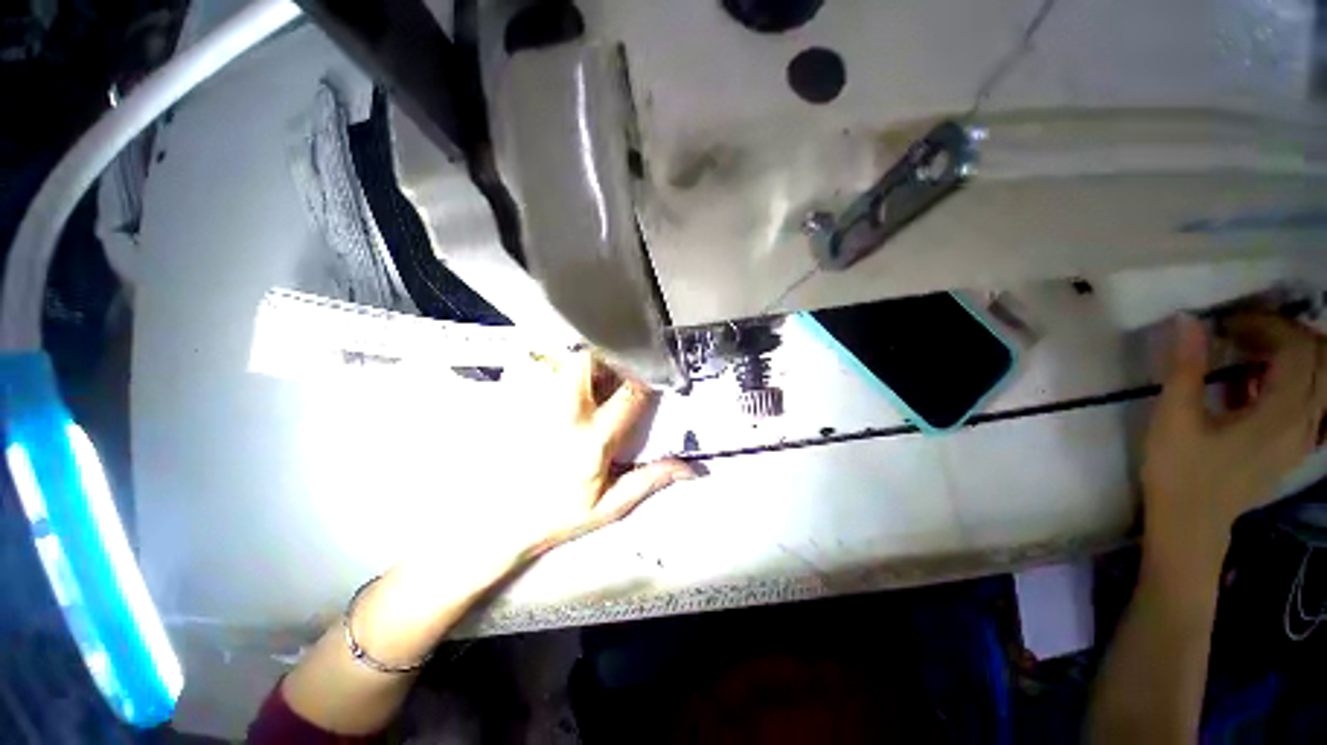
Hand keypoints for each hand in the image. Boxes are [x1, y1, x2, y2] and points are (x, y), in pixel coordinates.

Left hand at [521, 352, 696, 554]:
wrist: (495, 521)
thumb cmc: (557, 515)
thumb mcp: (609, 506)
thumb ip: (650, 480)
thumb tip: (690, 470)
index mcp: (594, 438)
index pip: (630, 393)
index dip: (646, 380)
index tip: (650, 379)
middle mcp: (565, 412)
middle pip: (592, 359)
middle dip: (611, 359)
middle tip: (615, 372)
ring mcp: (536, 401)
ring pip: (565, 358)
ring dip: (585, 360)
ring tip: (590, 380)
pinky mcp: (514, 398)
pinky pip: (539, 365)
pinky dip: (557, 366)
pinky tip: (559, 386)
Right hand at [1142, 313, 1326, 570]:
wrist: (1191, 524)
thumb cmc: (1179, 471)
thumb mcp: (1174, 418)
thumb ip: (1186, 368)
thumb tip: (1189, 320)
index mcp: (1282, 414)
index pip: (1298, 349)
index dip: (1268, 325)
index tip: (1227, 324)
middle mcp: (1305, 422)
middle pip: (1320, 360)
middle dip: (1286, 335)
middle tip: (1242, 333)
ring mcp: (1304, 437)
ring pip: (1322, 380)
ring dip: (1293, 356)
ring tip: (1249, 353)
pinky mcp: (1295, 446)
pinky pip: (1312, 401)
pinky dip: (1292, 380)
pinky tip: (1256, 385)